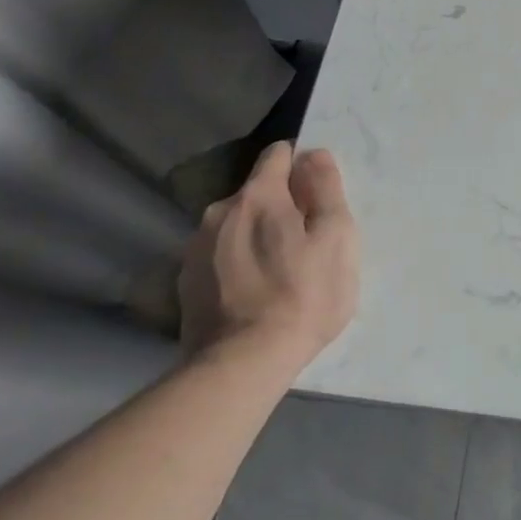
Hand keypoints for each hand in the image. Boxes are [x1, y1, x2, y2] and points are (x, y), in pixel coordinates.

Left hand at [177, 142, 357, 379]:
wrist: (242, 364)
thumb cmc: (304, 295)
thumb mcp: (336, 237)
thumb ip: (326, 188)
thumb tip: (313, 155)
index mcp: (258, 196)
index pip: (278, 155)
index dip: (302, 166)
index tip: (319, 194)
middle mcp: (219, 212)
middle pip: (257, 193)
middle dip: (281, 206)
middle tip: (307, 241)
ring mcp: (195, 248)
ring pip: (236, 225)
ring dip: (257, 235)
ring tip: (279, 271)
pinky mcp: (185, 283)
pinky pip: (219, 256)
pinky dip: (237, 263)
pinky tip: (253, 292)